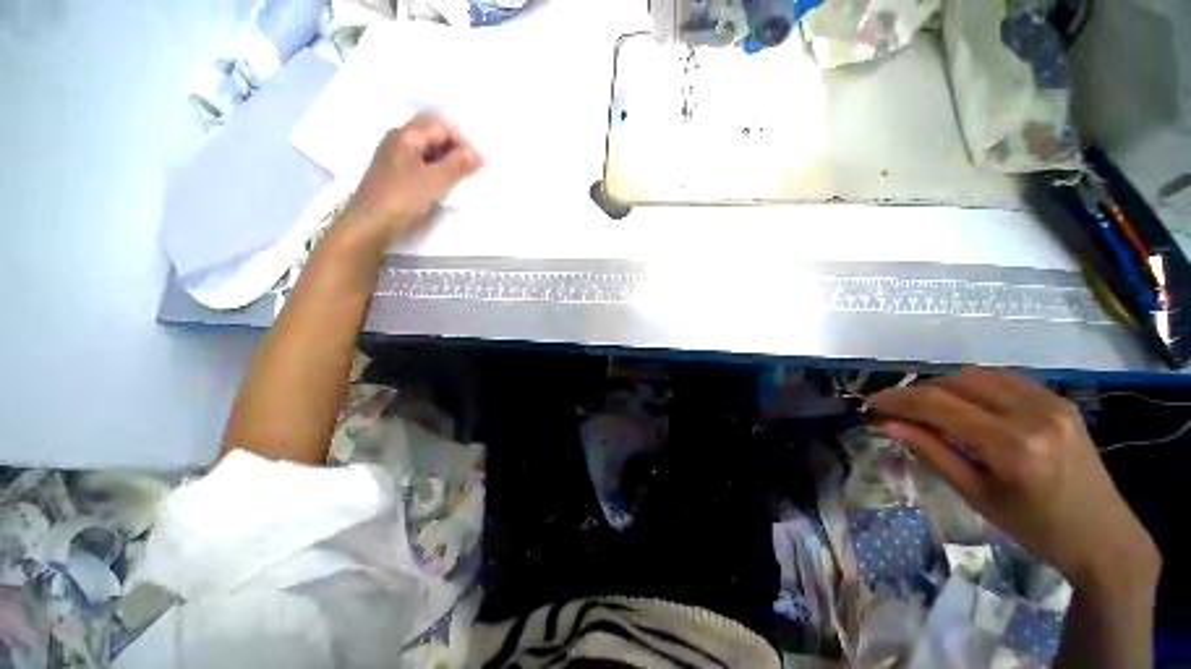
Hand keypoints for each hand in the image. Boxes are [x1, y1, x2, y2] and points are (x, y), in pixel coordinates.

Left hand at [341, 114, 482, 245]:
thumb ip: (458, 165)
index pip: (440, 126)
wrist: (372, 223)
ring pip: (427, 150)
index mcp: (406, 135)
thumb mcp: (435, 180)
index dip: (462, 141)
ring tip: (462, 176)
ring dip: (446, 159)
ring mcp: (396, 157)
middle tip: (471, 167)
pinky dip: (436, 169)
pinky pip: (421, 163)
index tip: (477, 161)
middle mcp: (399, 140)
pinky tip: (445, 183)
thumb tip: (478, 154)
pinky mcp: (396, 174)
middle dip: (454, 148)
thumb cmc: (403, 197)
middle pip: (432, 134)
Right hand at [868, 367, 1158, 594]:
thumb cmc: (1035, 527)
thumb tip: (886, 425)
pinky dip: (972, 385)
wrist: (1103, 534)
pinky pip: (1003, 379)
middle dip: (916, 391)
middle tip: (895, 409)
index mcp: (1012, 445)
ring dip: (942, 386)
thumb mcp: (977, 495)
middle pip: (955, 382)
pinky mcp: (1059, 399)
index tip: (871, 404)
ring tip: (926, 406)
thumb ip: (931, 452)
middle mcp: (1032, 413)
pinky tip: (964, 403)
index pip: (938, 405)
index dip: (896, 400)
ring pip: (977, 374)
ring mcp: (1050, 401)